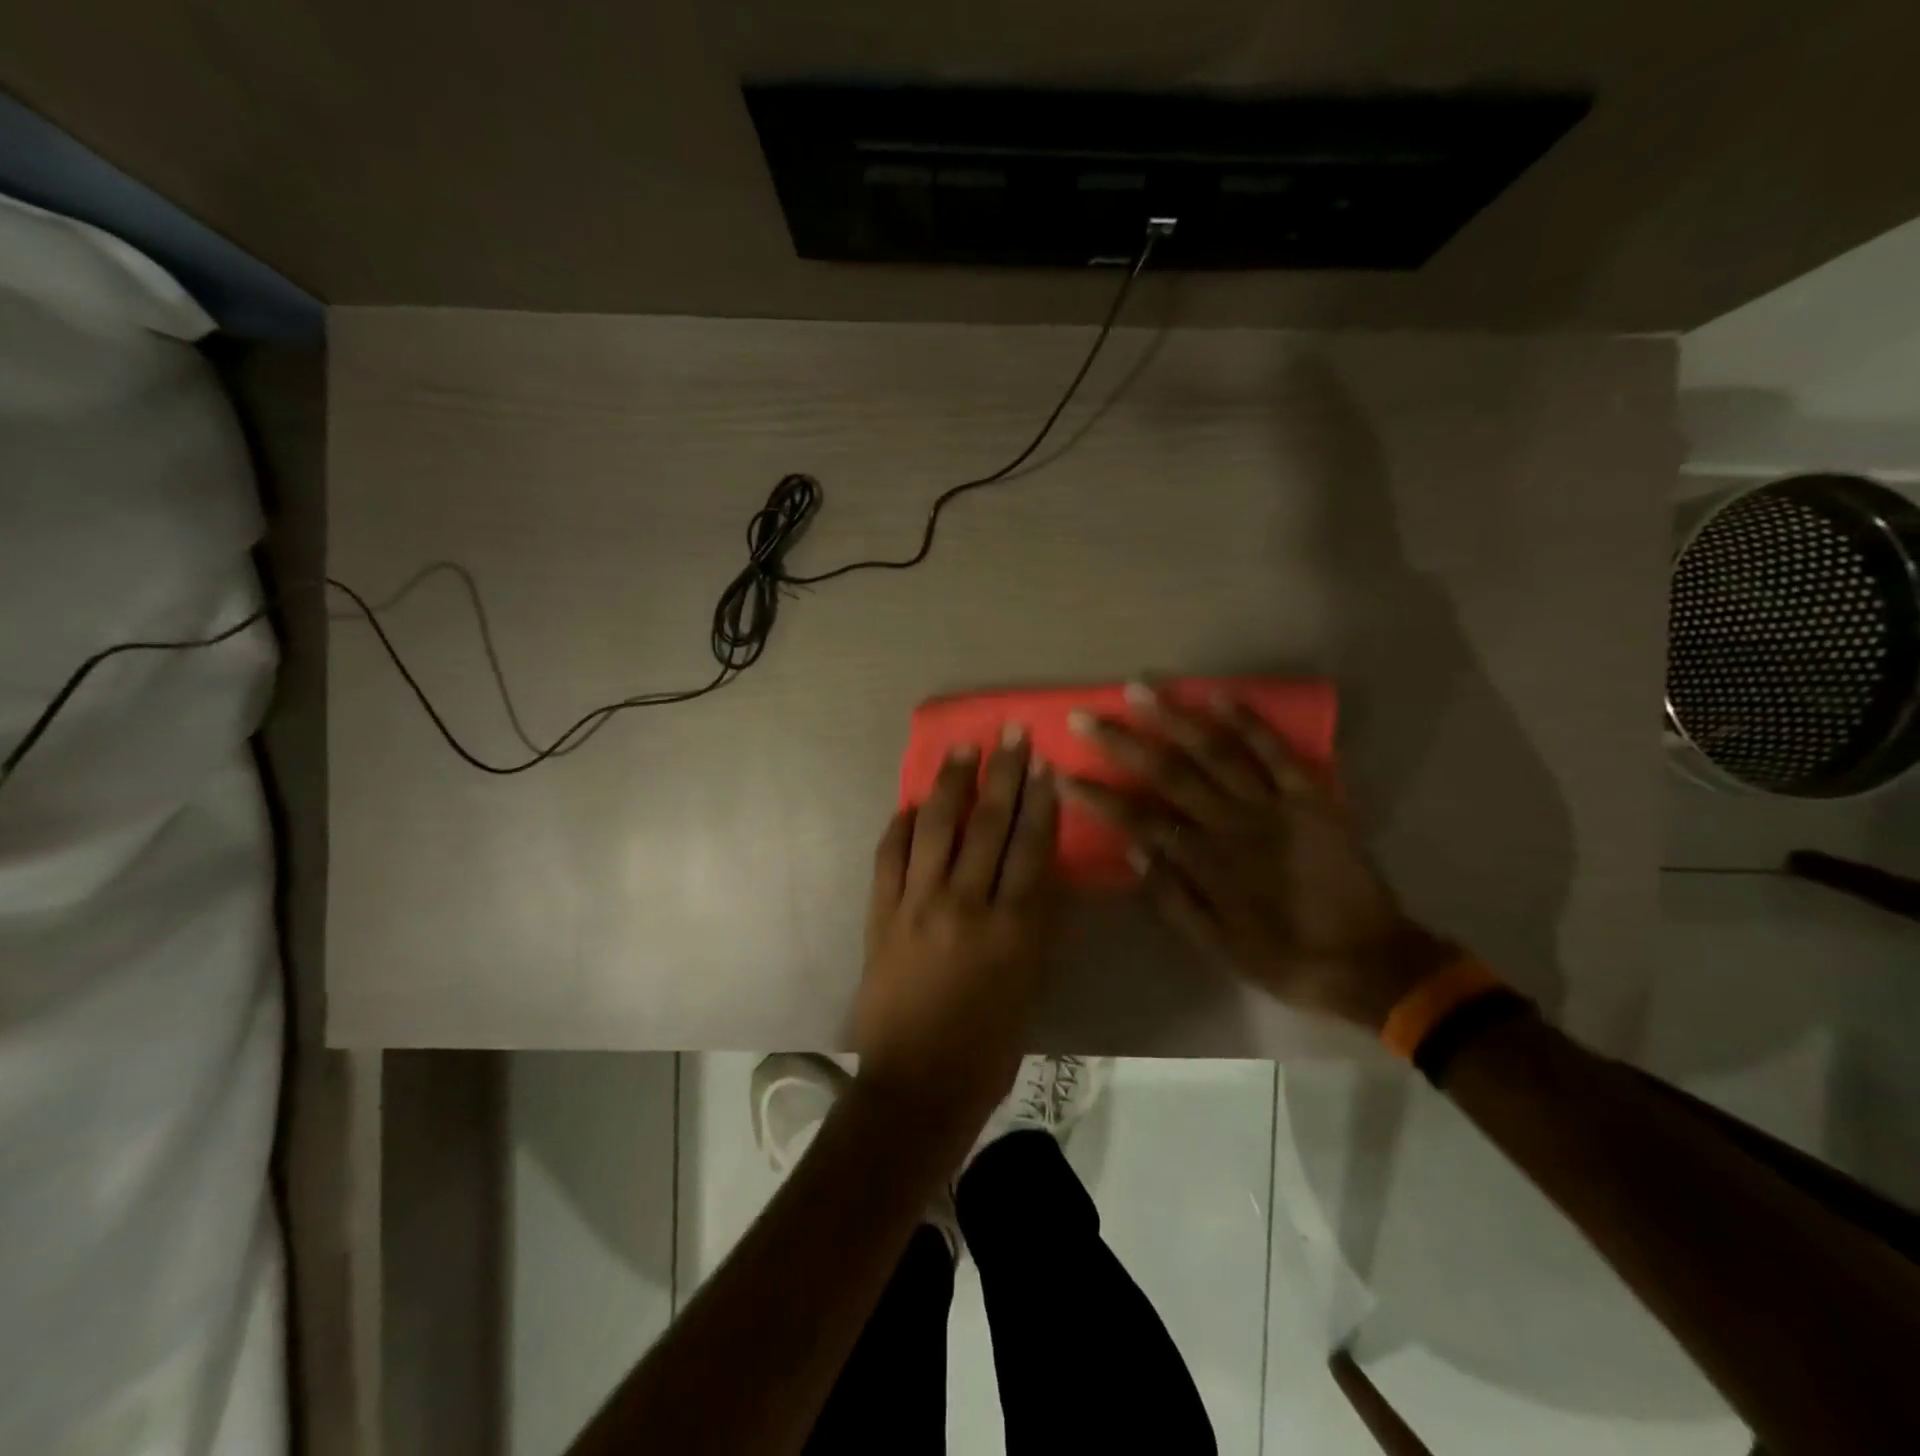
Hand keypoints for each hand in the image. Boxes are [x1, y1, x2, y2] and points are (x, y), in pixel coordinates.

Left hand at [854, 728, 1061, 1134]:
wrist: (916, 1085)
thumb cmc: (988, 1046)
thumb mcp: (1031, 985)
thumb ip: (1037, 925)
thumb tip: (1040, 872)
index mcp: (1012, 928)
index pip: (1030, 847)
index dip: (1039, 802)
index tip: (1043, 764)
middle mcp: (965, 905)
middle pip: (988, 825)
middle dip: (1002, 775)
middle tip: (1010, 734)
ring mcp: (917, 905)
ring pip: (937, 829)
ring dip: (952, 785)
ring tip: (963, 750)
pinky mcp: (880, 915)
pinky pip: (889, 857)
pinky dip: (901, 827)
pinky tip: (912, 804)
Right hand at [1061, 685, 1450, 1030]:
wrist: (1373, 963)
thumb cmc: (1287, 959)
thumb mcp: (1220, 947)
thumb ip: (1174, 899)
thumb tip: (1133, 852)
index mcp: (1208, 865)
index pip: (1139, 821)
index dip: (1098, 797)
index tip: (1063, 774)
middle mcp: (1234, 826)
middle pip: (1168, 775)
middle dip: (1122, 743)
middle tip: (1085, 716)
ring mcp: (1275, 806)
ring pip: (1216, 752)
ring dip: (1175, 718)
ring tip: (1140, 689)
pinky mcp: (1312, 797)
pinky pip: (1277, 752)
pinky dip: (1248, 722)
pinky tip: (1216, 696)